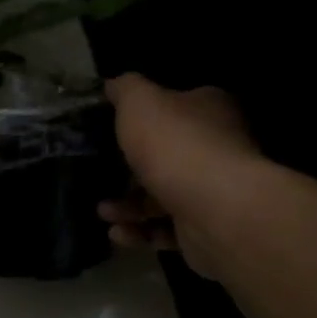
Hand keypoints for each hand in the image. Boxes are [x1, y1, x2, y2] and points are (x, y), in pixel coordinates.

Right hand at [98, 76, 264, 276]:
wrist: (215, 209)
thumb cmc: (175, 145)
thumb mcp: (139, 102)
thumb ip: (126, 89)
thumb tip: (115, 84)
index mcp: (208, 111)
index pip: (176, 108)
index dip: (144, 120)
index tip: (111, 132)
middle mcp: (217, 149)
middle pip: (165, 157)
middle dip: (127, 172)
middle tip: (99, 178)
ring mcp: (213, 193)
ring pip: (161, 198)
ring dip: (127, 207)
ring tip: (104, 212)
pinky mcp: (206, 230)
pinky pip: (166, 231)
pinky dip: (140, 233)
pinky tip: (119, 233)